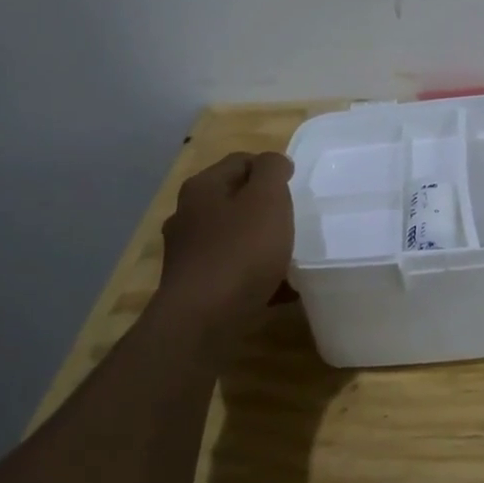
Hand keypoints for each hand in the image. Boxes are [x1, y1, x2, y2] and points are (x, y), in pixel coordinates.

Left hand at [158, 152, 294, 325]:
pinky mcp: (194, 285)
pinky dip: (253, 274)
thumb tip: (273, 162)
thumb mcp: (267, 199)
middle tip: (293, 221)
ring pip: (233, 236)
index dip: (271, 169)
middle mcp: (188, 215)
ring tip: (289, 257)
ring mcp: (187, 253)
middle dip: (265, 208)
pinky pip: (231, 270)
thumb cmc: (240, 251)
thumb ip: (272, 170)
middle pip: (235, 199)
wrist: (203, 321)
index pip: (241, 161)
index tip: (296, 189)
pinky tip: (278, 288)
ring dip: (260, 242)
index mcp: (202, 187)